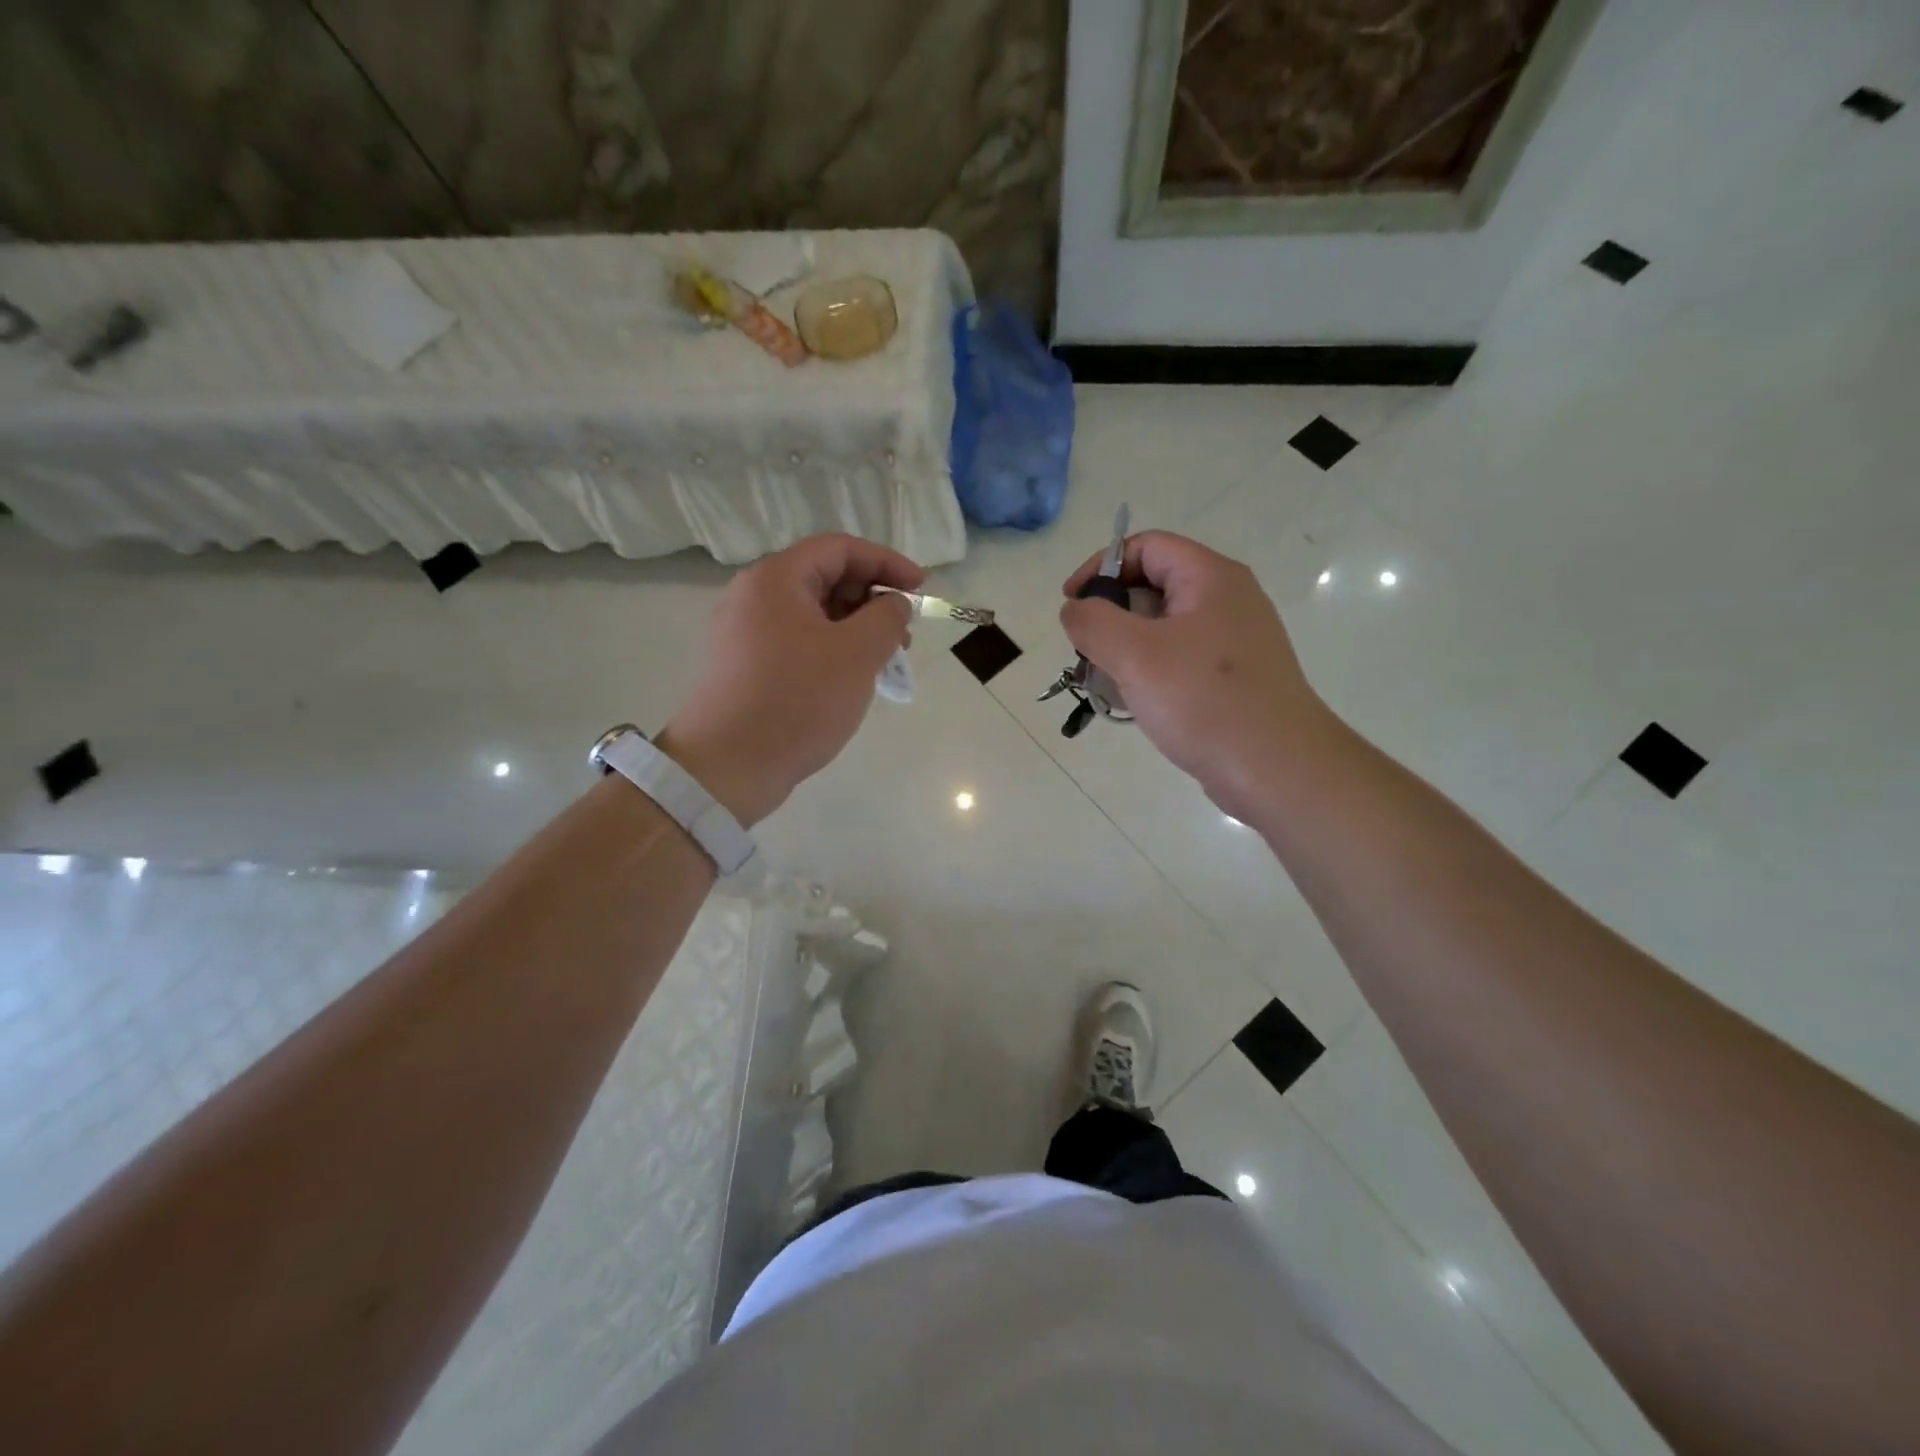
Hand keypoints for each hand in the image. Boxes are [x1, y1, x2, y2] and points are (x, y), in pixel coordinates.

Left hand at [660, 535, 920, 825]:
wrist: (729, 767)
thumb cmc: (797, 701)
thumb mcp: (856, 654)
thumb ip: (886, 617)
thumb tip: (894, 603)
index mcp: (776, 579)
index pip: (840, 548)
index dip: (887, 562)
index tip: (921, 587)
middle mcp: (755, 596)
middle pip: (825, 577)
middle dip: (873, 598)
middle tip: (906, 631)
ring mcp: (746, 633)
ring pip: (814, 613)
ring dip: (856, 627)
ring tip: (887, 659)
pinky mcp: (747, 666)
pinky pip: (799, 641)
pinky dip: (833, 648)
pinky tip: (854, 677)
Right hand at [1060, 532, 1333, 821]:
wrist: (1277, 769)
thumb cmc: (1204, 701)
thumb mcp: (1135, 654)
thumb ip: (1092, 622)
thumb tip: (1074, 609)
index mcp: (1210, 578)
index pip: (1146, 547)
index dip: (1100, 567)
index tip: (1071, 605)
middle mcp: (1226, 601)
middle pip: (1153, 587)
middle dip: (1110, 616)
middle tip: (1086, 653)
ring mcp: (1233, 642)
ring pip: (1163, 629)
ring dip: (1125, 651)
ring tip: (1105, 685)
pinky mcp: (1233, 678)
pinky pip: (1179, 661)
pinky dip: (1150, 674)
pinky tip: (1135, 705)